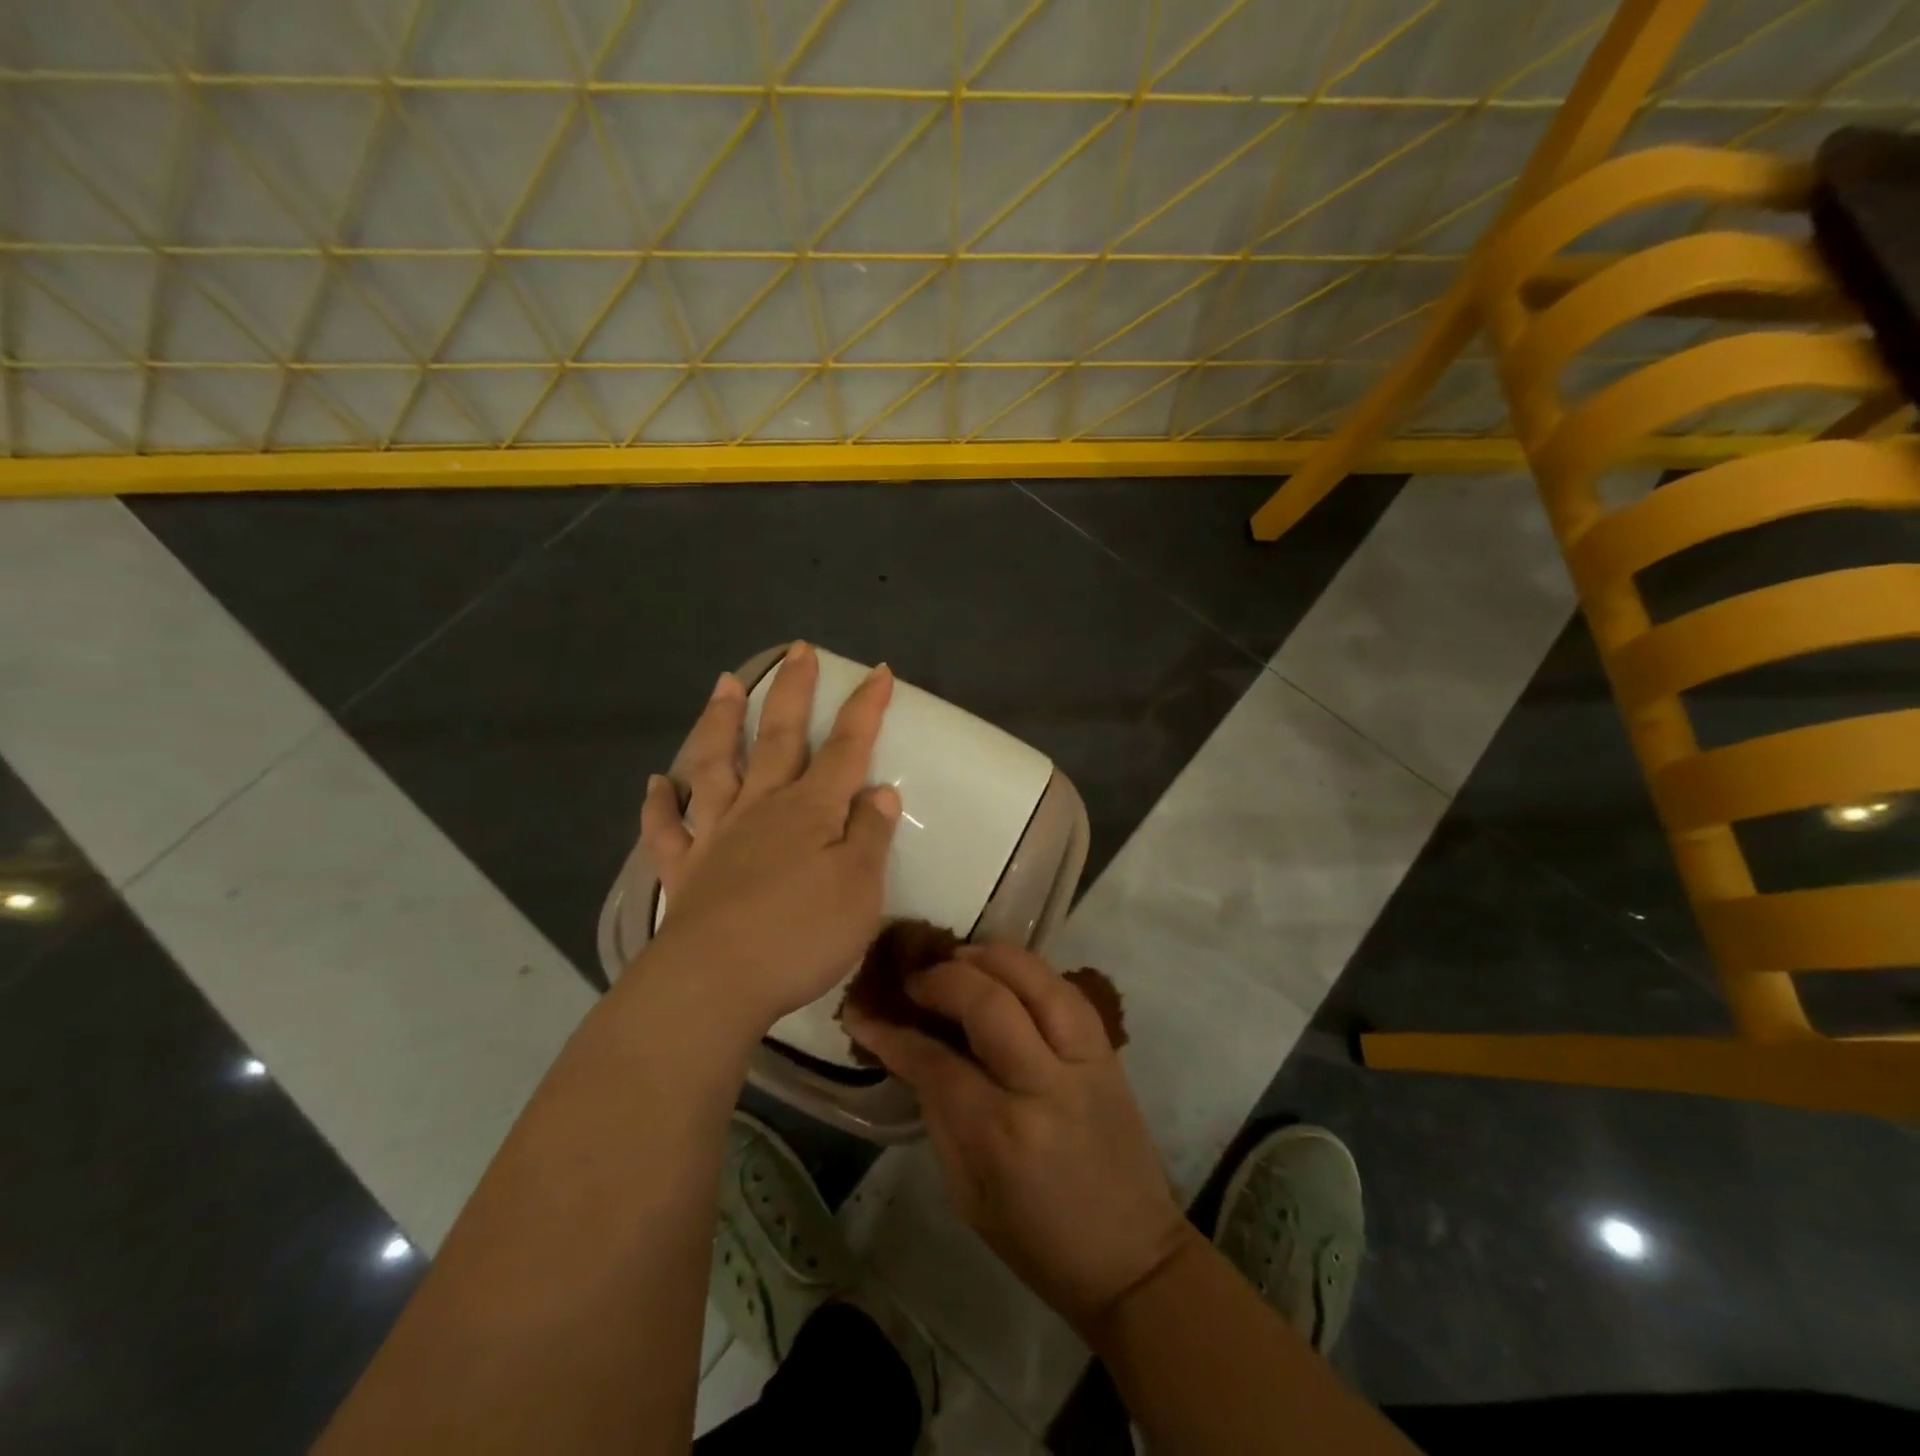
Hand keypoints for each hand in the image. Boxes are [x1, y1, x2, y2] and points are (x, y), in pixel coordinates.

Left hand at [636, 642, 900, 1035]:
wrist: (716, 983)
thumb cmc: (801, 935)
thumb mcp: (860, 888)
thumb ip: (870, 835)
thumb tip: (878, 790)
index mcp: (811, 810)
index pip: (847, 747)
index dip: (865, 708)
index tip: (878, 671)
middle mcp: (762, 808)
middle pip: (780, 738)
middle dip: (793, 692)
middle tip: (798, 651)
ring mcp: (718, 835)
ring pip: (718, 766)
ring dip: (721, 724)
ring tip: (723, 685)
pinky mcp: (685, 870)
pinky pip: (667, 830)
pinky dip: (659, 805)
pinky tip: (655, 783)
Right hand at [843, 943, 1191, 1335]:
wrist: (1133, 1256)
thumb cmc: (1037, 1239)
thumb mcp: (966, 1194)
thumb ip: (938, 1115)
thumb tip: (910, 1053)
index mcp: (1000, 1133)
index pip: (935, 1062)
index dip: (892, 1033)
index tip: (864, 1013)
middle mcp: (1043, 1084)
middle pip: (988, 1001)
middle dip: (941, 978)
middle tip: (914, 980)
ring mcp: (1083, 1059)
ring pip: (1035, 979)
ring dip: (990, 956)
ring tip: (958, 958)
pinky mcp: (1108, 1050)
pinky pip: (1066, 989)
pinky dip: (1029, 970)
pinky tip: (1004, 971)